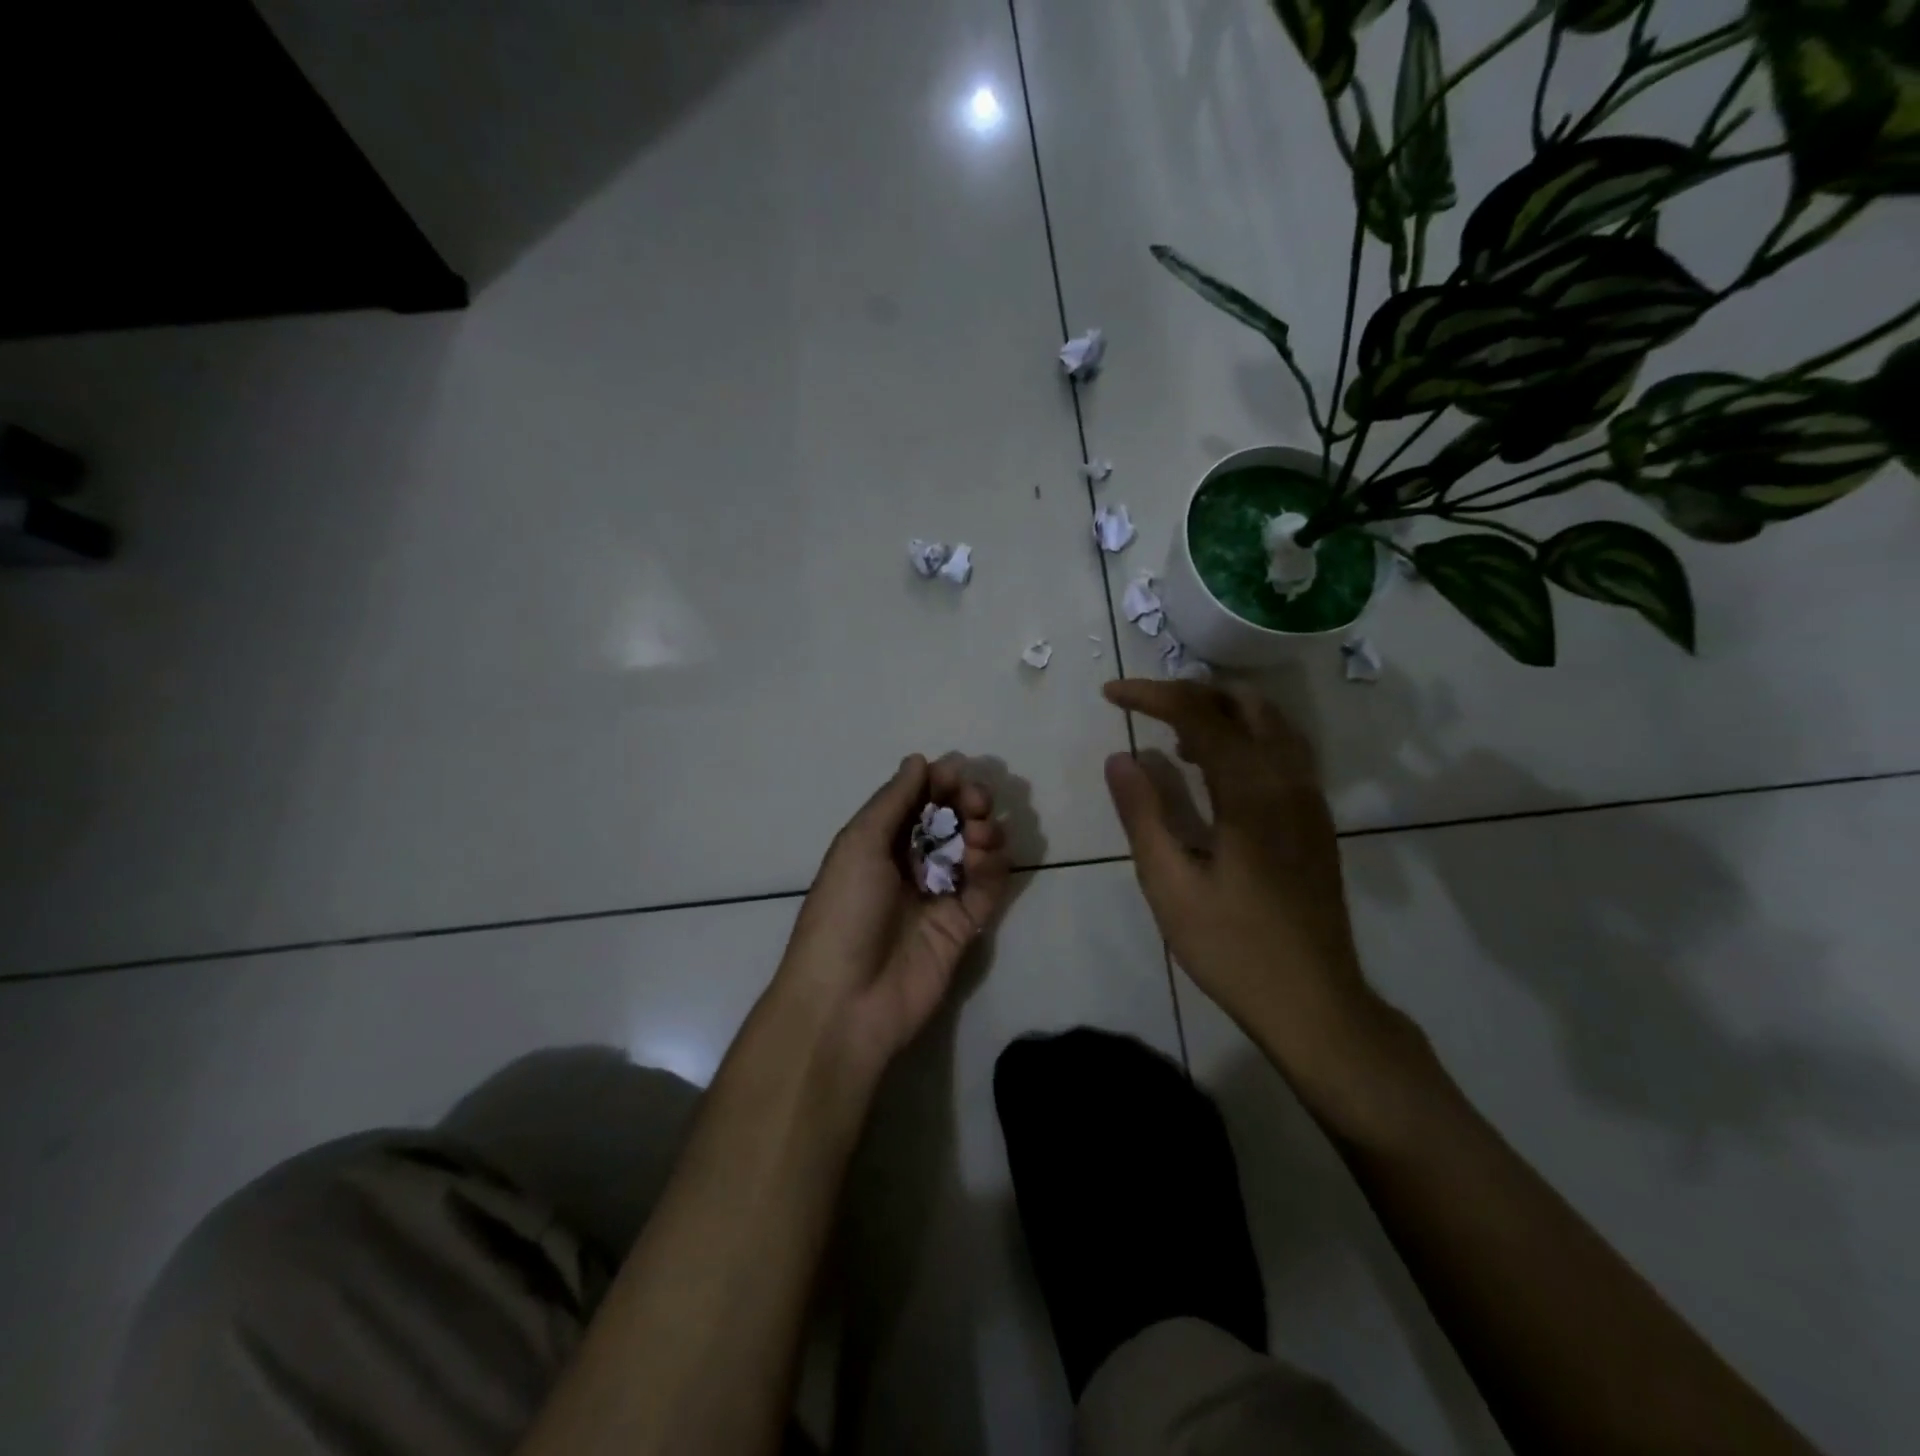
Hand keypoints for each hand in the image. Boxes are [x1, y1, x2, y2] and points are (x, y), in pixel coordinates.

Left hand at [772, 753, 1011, 1083]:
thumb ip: (893, 800)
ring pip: (974, 850)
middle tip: (975, 801)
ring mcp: (939, 895)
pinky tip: (986, 857)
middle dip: (967, 803)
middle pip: (950, 823)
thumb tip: (918, 759)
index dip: (938, 784)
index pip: (917, 802)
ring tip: (979, 834)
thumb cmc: (844, 911)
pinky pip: (988, 886)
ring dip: (983, 831)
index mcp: (878, 843)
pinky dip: (994, 866)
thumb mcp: (859, 844)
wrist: (848, 999)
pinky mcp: (964, 925)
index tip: (955, 773)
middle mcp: (910, 865)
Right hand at [1101, 680, 1393, 1072]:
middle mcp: (1289, 781)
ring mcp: (1309, 799)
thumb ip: (1144, 814)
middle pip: (1244, 704)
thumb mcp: (1170, 885)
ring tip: (1175, 736)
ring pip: (1271, 723)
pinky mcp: (1316, 819)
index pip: (1199, 714)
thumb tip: (1120, 757)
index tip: (1110, 694)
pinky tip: (1215, 771)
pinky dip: (1245, 738)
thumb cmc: (1233, 947)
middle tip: (1145, 708)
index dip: (1151, 694)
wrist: (1315, 1002)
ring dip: (1221, 713)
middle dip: (1190, 693)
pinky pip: (1283, 751)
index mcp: (1251, 792)